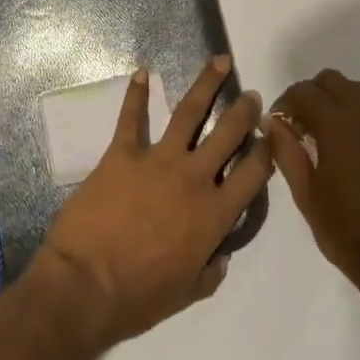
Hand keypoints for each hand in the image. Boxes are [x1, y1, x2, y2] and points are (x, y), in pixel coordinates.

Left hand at [35, 57, 273, 348]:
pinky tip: (142, 73)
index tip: (272, 135)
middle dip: (243, 111)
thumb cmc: (139, 297)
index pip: (252, 174)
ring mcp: (157, 160)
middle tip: (252, 94)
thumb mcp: (188, 293)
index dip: (266, 152)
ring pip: (189, 112)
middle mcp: (193, 178)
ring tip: (220, 61)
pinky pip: (131, 117)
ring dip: (206, 84)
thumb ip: (211, 270)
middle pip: (227, 134)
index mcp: (214, 216)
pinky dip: (136, 93)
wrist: (87, 284)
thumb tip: (221, 252)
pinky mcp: (122, 152)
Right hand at [264, 71, 359, 304]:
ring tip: (335, 142)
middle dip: (314, 97)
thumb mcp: (306, 195)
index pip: (304, 91)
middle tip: (305, 129)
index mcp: (339, 124)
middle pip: (333, 81)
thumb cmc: (349, 233)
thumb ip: (285, 150)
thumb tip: (272, 122)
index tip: (280, 126)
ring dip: (341, 106)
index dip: (286, 103)